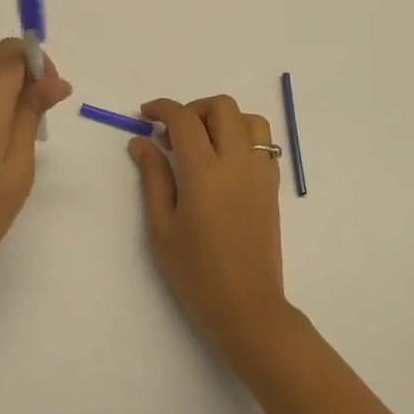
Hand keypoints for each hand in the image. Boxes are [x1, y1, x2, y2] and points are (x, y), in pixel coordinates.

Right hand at [131, 95, 290, 361]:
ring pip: (249, 119)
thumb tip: (141, 141)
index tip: (145, 114)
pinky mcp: (272, 186)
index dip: (162, 108)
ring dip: (224, 119)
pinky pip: (264, 143)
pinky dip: (243, 136)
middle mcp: (237, 163)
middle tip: (174, 133)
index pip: (184, 119)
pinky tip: (224, 161)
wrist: (247, 307)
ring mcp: (260, 172)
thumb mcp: (162, 227)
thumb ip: (153, 177)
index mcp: (205, 173)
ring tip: (203, 143)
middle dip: (193, 108)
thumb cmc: (196, 273)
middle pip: (222, 106)